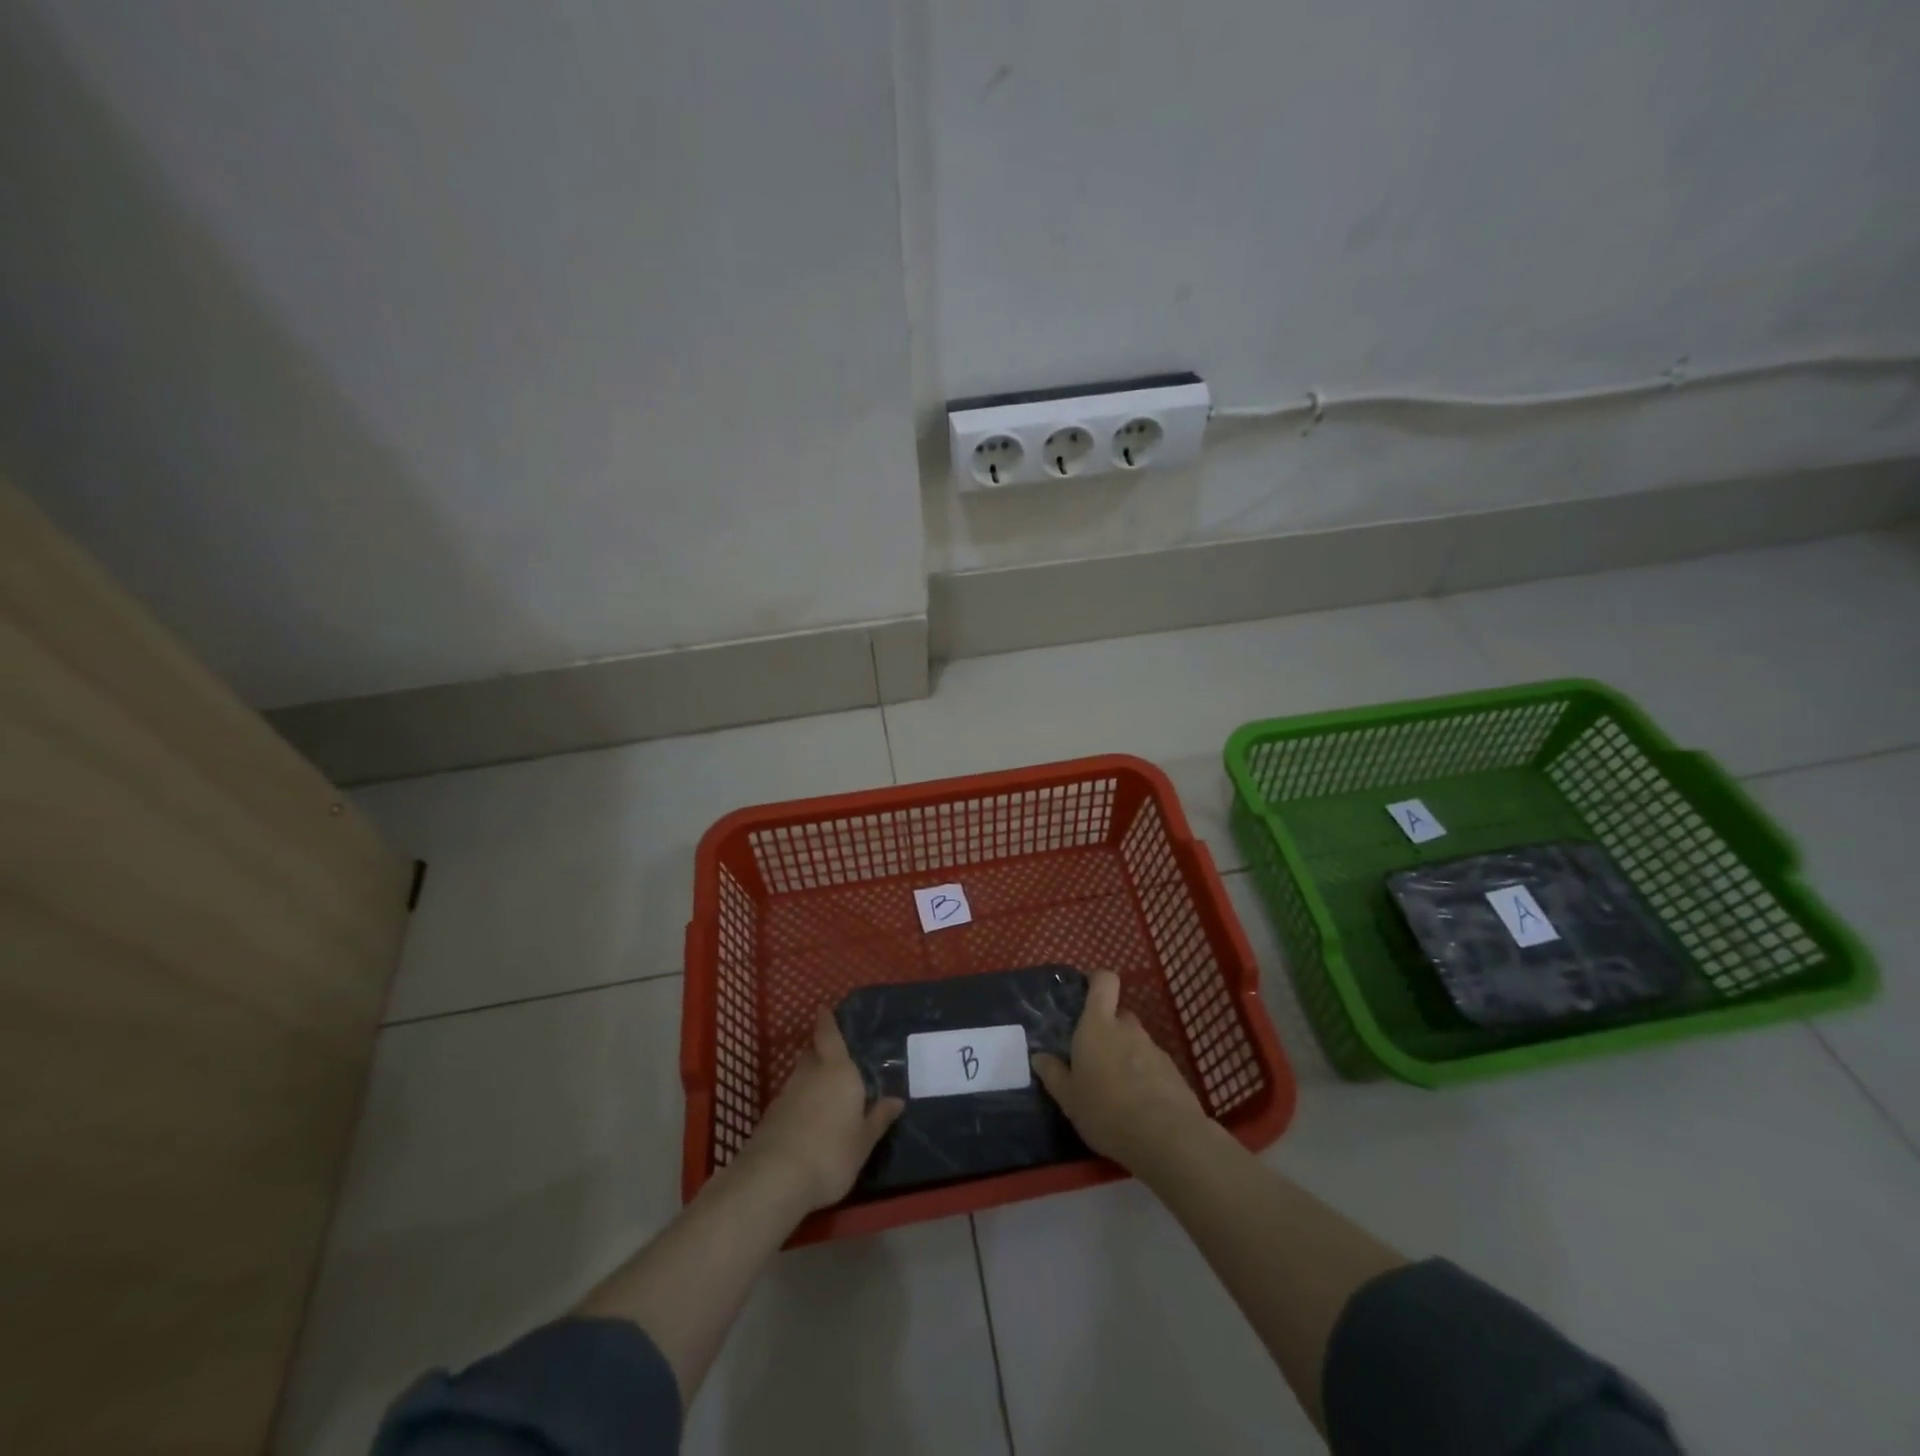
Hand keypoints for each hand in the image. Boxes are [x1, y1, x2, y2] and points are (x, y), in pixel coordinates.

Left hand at [739, 1008, 902, 1212]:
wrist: (775, 1178)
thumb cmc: (831, 1152)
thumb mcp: (863, 1141)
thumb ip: (879, 1118)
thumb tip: (897, 1100)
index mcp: (838, 1071)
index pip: (829, 1036)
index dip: (826, 1021)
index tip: (823, 1008)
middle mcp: (810, 1074)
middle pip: (813, 1053)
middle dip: (821, 1051)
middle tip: (834, 1057)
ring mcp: (787, 1093)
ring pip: (801, 1075)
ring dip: (810, 1078)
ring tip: (825, 1091)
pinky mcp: (771, 1116)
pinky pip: (791, 1098)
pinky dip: (800, 1100)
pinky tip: (808, 1118)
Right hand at [1032, 970, 1207, 1172]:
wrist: (1167, 1138)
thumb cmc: (1106, 1110)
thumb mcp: (1069, 1098)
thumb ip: (1054, 1074)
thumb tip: (1039, 1057)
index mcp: (1098, 1025)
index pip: (1104, 981)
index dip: (1096, 980)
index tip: (1085, 991)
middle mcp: (1127, 1029)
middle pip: (1118, 1015)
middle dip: (1107, 1029)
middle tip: (1093, 1057)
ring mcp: (1154, 1049)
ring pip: (1135, 1042)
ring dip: (1125, 1056)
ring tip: (1115, 1090)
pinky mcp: (1173, 1072)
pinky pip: (1152, 1065)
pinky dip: (1144, 1076)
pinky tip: (1137, 1106)